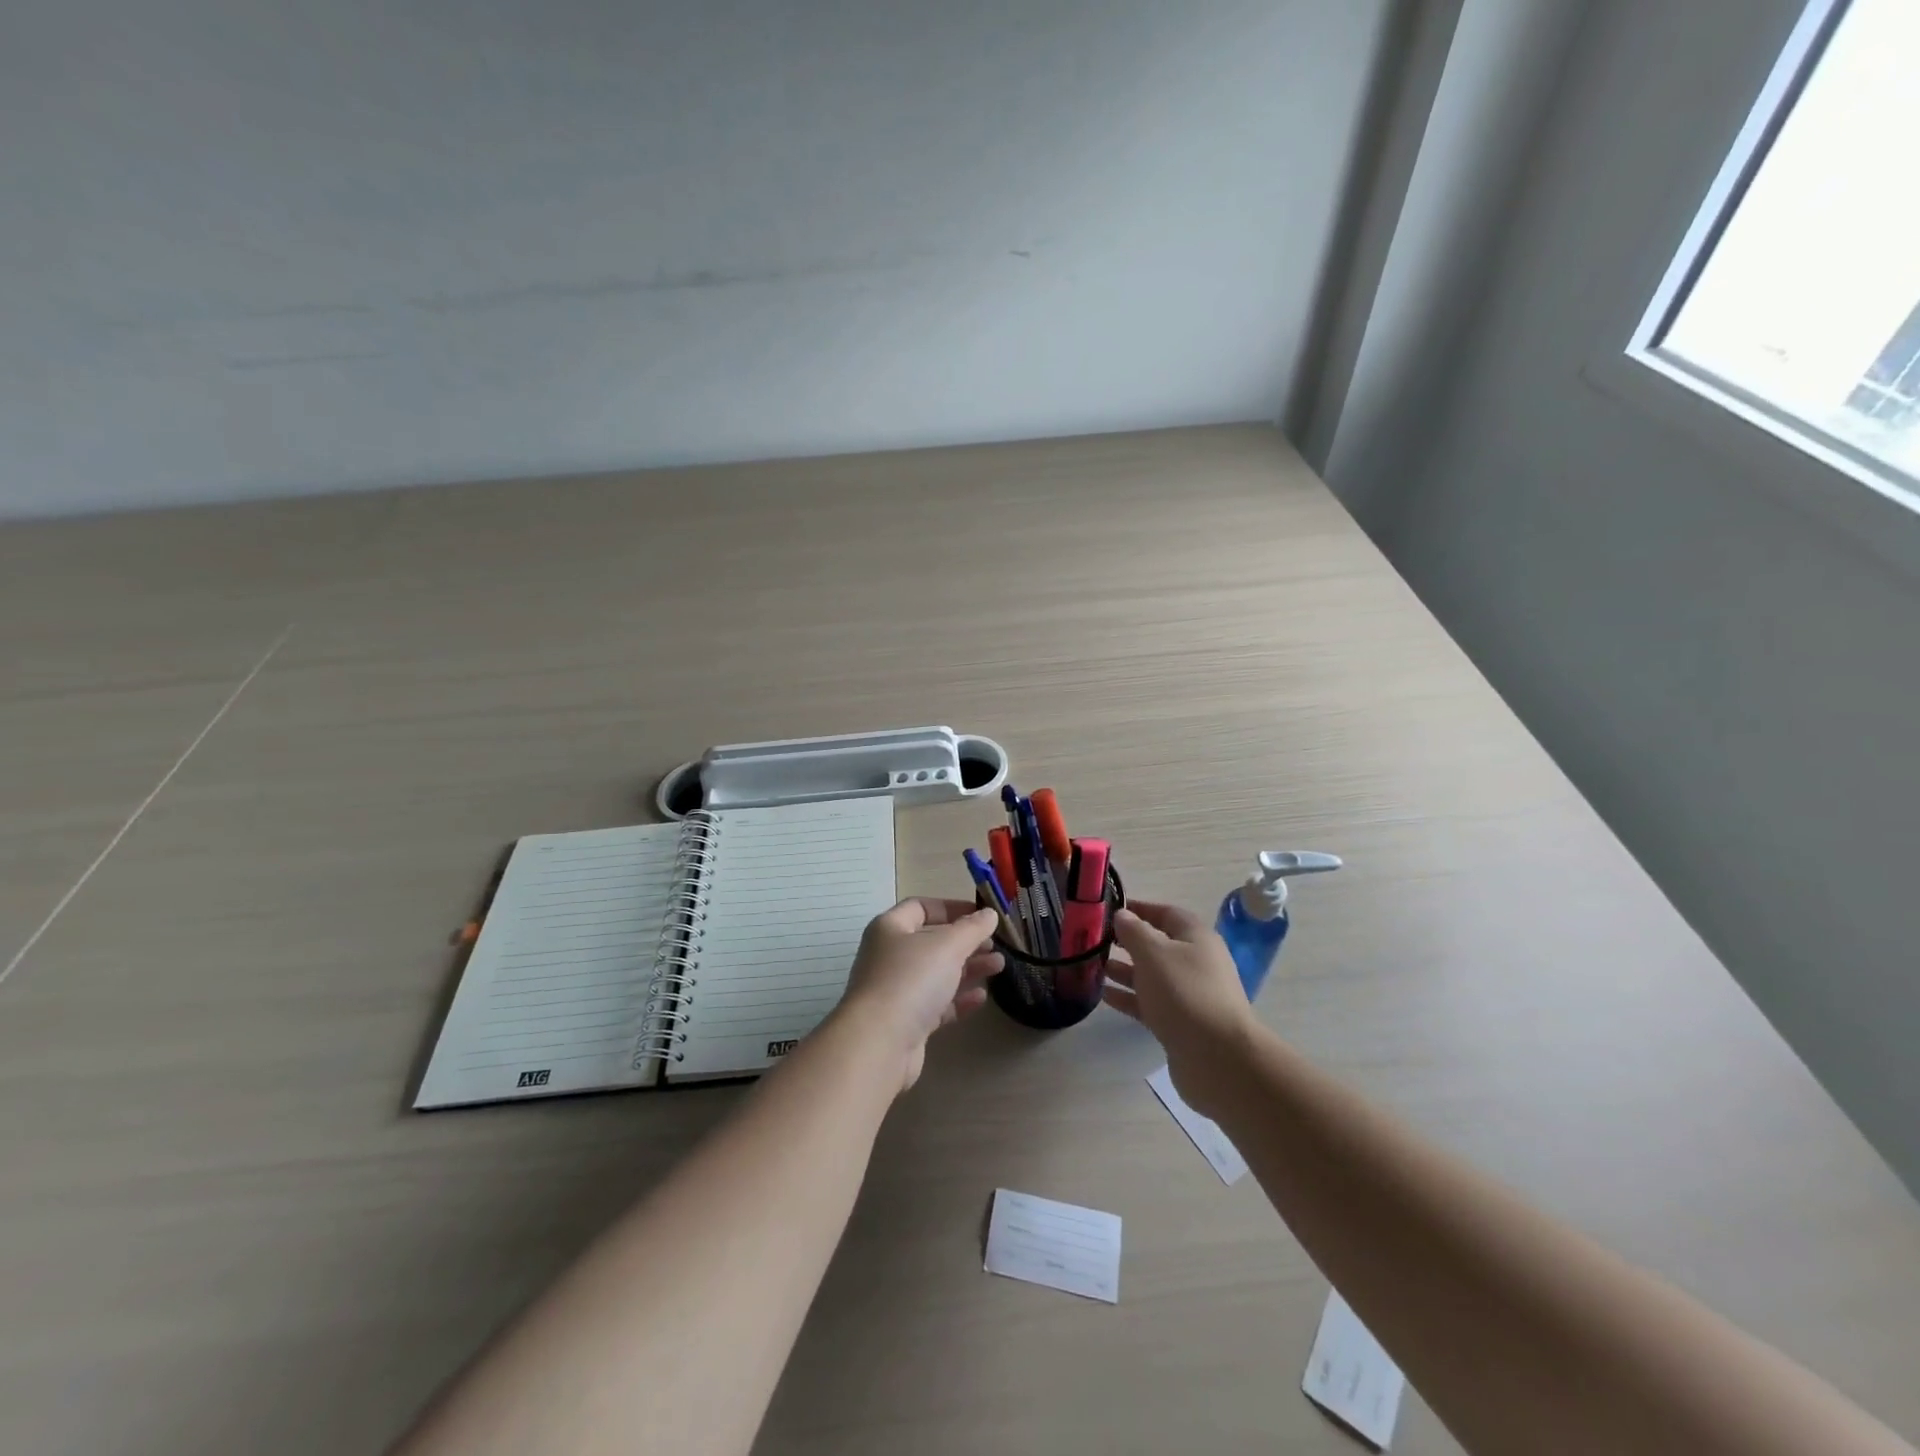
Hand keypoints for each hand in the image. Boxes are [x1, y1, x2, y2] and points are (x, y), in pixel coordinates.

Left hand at [834, 898, 1003, 1091]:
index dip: (951, 908)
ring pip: (936, 973)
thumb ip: (972, 928)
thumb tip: (989, 913)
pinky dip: (958, 999)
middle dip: (965, 942)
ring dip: (968, 969)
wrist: (879, 1043)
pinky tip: (981, 998)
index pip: (920, 907)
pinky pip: (936, 1004)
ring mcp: (896, 991)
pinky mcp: (905, 1022)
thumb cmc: (911, 980)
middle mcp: (889, 956)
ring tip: (999, 966)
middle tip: (994, 944)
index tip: (981, 915)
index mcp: (890, 929)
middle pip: (931, 942)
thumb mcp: (947, 946)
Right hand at [1103, 902, 1257, 1116]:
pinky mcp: (1181, 1024)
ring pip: (1152, 976)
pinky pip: (1150, 1003)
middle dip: (1128, 942)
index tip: (1108, 910)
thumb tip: (1122, 915)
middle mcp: (1195, 963)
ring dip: (1125, 970)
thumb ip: (1134, 931)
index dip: (1139, 909)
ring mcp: (1189, 995)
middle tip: (1095, 941)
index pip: (1166, 913)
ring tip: (1094, 966)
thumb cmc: (1184, 993)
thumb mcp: (1153, 953)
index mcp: (1196, 938)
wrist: (1217, 1058)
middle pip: (1158, 945)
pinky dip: (1129, 997)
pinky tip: (1103, 995)